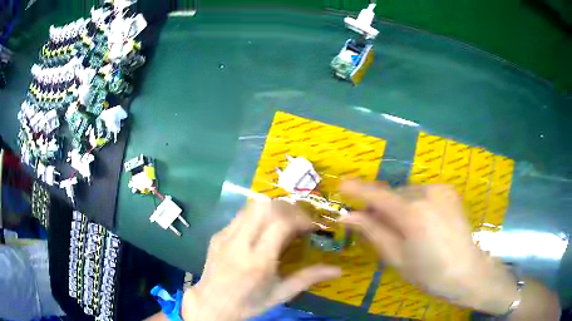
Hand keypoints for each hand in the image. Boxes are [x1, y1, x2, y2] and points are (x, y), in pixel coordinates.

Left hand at [182, 200, 341, 320]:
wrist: (212, 304)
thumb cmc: (249, 303)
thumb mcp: (280, 294)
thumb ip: (308, 278)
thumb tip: (337, 269)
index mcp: (258, 261)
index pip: (281, 223)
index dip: (300, 218)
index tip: (311, 225)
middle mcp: (240, 244)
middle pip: (265, 207)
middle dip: (288, 208)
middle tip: (298, 220)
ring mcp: (225, 237)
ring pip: (251, 207)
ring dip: (271, 209)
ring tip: (282, 222)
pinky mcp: (217, 235)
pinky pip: (239, 216)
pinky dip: (256, 216)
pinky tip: (260, 231)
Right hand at [339, 180, 519, 314]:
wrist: (466, 271)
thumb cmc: (428, 273)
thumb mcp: (396, 258)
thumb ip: (373, 232)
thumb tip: (349, 216)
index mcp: (412, 214)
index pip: (377, 195)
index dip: (357, 190)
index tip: (341, 185)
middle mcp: (426, 193)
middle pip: (393, 194)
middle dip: (381, 205)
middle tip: (375, 223)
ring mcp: (440, 189)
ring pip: (408, 192)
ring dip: (399, 205)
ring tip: (404, 227)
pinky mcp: (449, 190)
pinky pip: (422, 192)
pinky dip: (415, 203)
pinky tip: (422, 222)